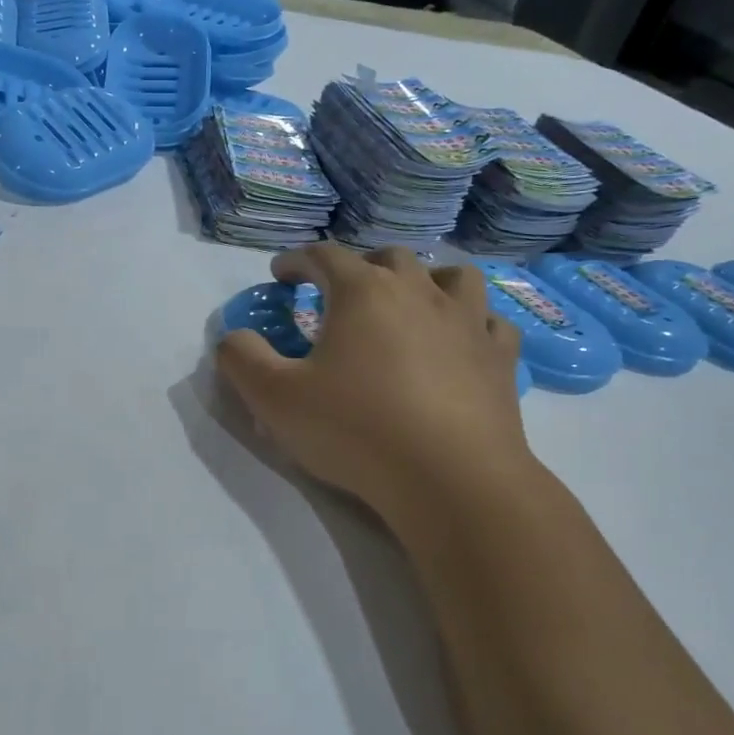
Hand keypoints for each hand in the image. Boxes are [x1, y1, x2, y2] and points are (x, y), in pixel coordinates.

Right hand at [215, 244, 531, 524]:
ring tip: (412, 303)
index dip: (297, 260)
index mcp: (363, 292)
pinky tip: (462, 341)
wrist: (450, 478)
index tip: (281, 273)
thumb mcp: (275, 399)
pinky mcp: (500, 358)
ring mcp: (468, 321)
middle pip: (388, 258)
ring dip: (427, 280)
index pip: (323, 256)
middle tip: (342, 293)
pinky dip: (472, 323)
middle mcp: (419, 291)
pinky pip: (490, 322)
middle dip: (359, 267)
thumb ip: (242, 360)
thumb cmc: (356, 430)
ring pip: (452, 277)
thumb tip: (233, 337)